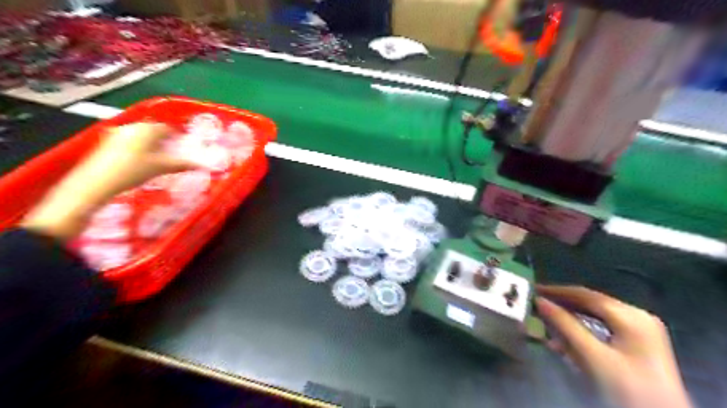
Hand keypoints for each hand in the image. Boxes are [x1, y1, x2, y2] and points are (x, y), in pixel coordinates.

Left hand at [20, 121, 195, 241]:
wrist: (97, 182)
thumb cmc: (134, 170)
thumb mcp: (162, 168)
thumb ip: (182, 164)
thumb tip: (201, 165)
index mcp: (148, 129)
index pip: (168, 128)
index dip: (178, 137)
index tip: (184, 147)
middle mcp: (132, 127)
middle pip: (153, 131)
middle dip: (164, 141)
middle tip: (173, 154)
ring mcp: (117, 133)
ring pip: (141, 136)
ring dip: (151, 145)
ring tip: (158, 159)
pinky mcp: (107, 143)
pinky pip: (129, 142)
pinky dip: (138, 149)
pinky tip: (141, 162)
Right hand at [536, 285, 688, 406]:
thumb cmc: (628, 390)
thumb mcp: (593, 356)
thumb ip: (565, 325)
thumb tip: (539, 302)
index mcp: (630, 315)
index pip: (585, 294)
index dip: (556, 291)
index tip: (531, 291)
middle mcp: (636, 316)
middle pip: (589, 304)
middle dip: (561, 306)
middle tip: (535, 307)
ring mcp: (639, 331)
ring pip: (593, 317)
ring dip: (568, 321)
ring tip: (544, 324)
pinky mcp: (637, 345)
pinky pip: (601, 329)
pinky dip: (581, 332)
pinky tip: (563, 342)